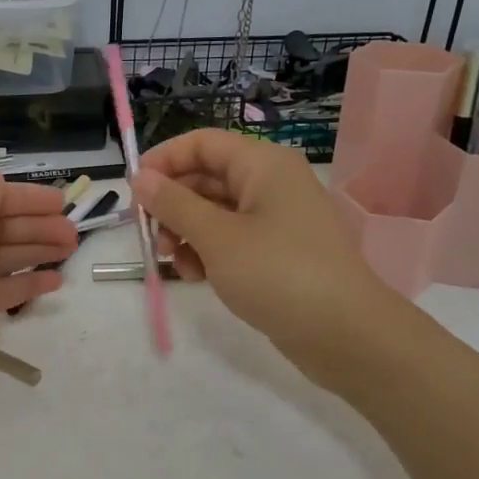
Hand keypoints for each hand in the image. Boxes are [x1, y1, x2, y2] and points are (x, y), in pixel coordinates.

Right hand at [133, 130, 402, 390]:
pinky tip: (197, 278)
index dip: (164, 160)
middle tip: (150, 236)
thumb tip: (140, 178)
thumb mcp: (217, 238)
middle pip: (206, 178)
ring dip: (186, 233)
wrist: (345, 335)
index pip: (202, 144)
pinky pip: (231, 239)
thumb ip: (174, 205)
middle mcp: (270, 183)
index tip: (133, 190)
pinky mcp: (277, 251)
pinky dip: (208, 252)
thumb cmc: (278, 274)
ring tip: (176, 263)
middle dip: (173, 205)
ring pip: (214, 212)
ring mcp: (275, 219)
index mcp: (262, 165)